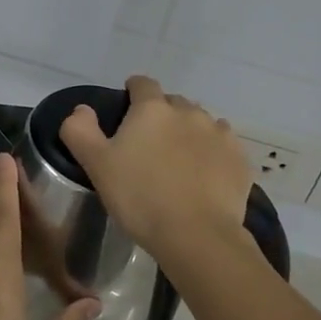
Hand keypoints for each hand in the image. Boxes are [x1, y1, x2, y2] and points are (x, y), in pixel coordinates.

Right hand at [58, 75, 252, 259]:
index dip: (133, 92)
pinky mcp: (240, 159)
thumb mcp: (96, 165)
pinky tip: (205, 176)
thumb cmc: (139, 197)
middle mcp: (189, 112)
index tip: (126, 109)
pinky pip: (224, 147)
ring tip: (179, 162)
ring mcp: (219, 134)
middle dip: (162, 116)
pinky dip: (213, 154)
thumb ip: (80, 131)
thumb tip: (82, 110)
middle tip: (149, 145)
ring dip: (189, 133)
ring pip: (201, 123)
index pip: (142, 84)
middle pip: (173, 103)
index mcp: (153, 109)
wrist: (195, 235)